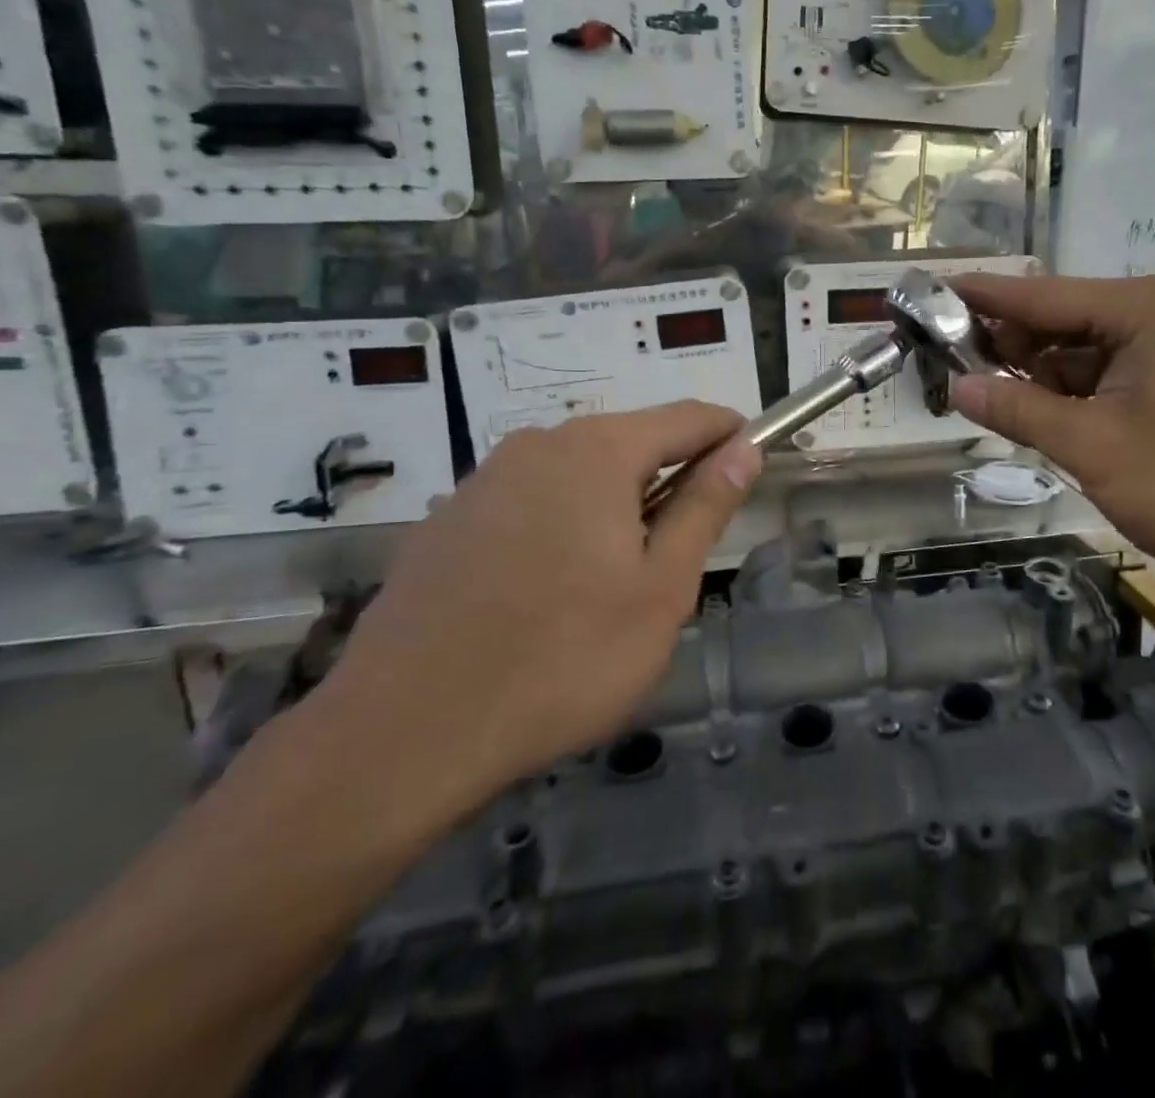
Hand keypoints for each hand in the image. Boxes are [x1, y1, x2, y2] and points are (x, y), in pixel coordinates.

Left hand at [316, 402, 761, 826]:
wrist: (401, 736)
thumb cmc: (563, 660)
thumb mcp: (661, 589)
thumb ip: (705, 508)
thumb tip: (743, 450)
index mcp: (598, 450)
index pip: (689, 418)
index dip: (730, 437)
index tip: (753, 469)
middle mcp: (538, 445)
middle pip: (631, 442)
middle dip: (670, 480)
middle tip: (682, 555)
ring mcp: (484, 480)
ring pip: (579, 474)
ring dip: (615, 507)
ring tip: (615, 584)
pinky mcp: (447, 521)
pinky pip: (530, 503)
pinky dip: (563, 526)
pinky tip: (548, 595)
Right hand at [949, 273, 1154, 576]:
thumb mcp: (1096, 448)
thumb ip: (1020, 412)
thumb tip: (957, 387)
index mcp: (1139, 310)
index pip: (1036, 296)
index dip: (976, 298)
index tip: (924, 294)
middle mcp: (1152, 313)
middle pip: (1055, 320)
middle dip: (1002, 344)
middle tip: (943, 367)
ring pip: (1076, 352)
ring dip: (1033, 376)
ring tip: (980, 397)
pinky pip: (1102, 376)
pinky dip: (1066, 395)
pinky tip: (1034, 416)